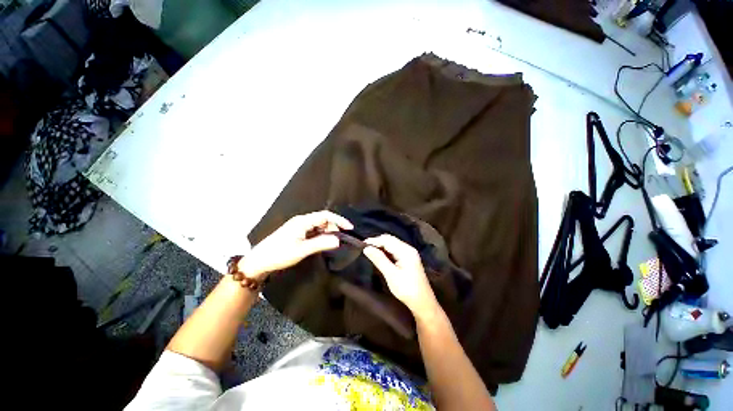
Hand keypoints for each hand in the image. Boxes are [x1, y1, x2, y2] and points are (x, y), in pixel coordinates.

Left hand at [238, 211, 352, 280]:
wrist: (259, 261)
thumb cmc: (280, 254)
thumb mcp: (302, 250)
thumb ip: (321, 243)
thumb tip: (338, 240)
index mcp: (303, 221)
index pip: (326, 215)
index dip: (339, 220)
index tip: (350, 229)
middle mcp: (302, 220)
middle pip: (323, 220)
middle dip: (334, 227)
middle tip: (339, 241)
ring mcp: (299, 226)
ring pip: (319, 226)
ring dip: (328, 232)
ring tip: (332, 243)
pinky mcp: (297, 232)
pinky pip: (314, 231)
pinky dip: (321, 236)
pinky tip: (322, 243)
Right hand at [363, 234, 439, 318]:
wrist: (423, 302)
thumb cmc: (406, 289)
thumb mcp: (391, 274)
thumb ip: (379, 259)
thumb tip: (366, 248)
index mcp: (405, 251)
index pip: (387, 240)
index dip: (374, 240)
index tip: (362, 244)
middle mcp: (408, 248)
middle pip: (390, 240)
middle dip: (377, 242)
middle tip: (365, 248)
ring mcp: (409, 253)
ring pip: (392, 244)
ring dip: (381, 246)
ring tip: (370, 251)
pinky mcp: (408, 259)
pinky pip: (395, 250)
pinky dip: (386, 251)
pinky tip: (380, 256)